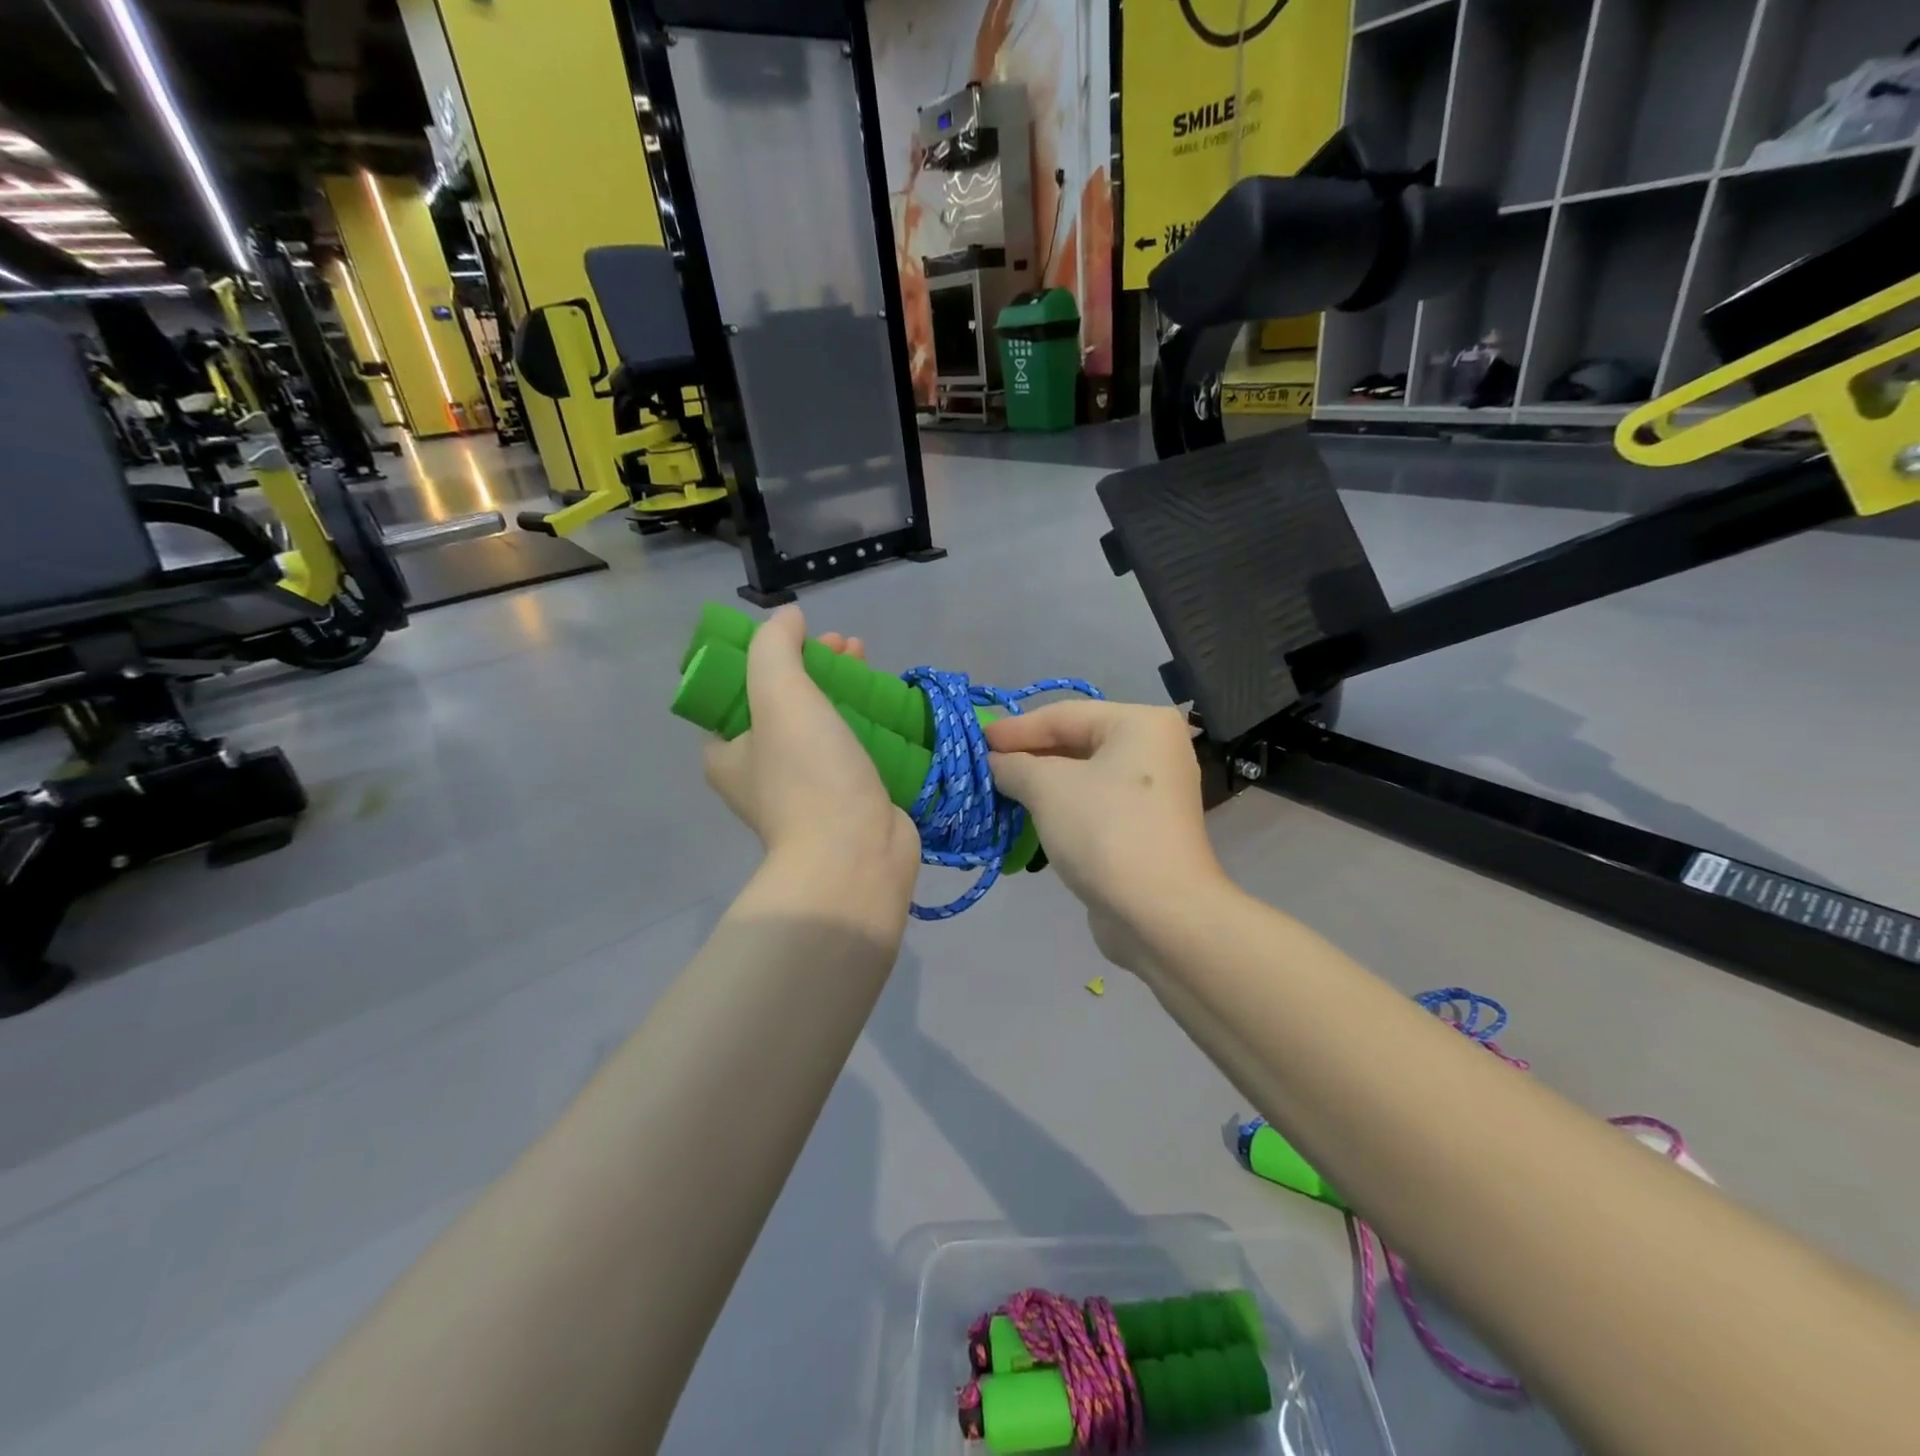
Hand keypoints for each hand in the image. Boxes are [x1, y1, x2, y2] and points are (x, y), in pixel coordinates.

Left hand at [702, 608, 919, 886]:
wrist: (856, 856)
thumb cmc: (809, 775)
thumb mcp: (779, 695)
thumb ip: (775, 647)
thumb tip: (786, 617)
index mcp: (728, 752)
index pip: (738, 691)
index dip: (768, 655)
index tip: (803, 636)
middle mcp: (761, 772)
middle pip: (786, 702)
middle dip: (815, 666)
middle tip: (846, 646)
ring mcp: (807, 790)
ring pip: (822, 724)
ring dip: (843, 689)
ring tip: (869, 662)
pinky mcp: (847, 800)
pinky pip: (853, 748)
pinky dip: (867, 722)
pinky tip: (888, 703)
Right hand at [985, 701, 1225, 930]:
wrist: (1159, 913)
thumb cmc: (1104, 831)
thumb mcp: (1047, 787)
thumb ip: (1014, 765)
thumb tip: (995, 762)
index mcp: (1141, 724)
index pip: (1064, 715)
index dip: (1015, 728)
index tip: (978, 740)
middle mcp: (1155, 750)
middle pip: (1076, 743)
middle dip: (1028, 757)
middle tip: (985, 766)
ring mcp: (1153, 793)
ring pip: (1083, 778)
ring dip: (1041, 785)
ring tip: (999, 791)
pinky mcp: (1145, 830)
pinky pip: (1094, 806)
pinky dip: (1061, 809)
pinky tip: (1029, 818)